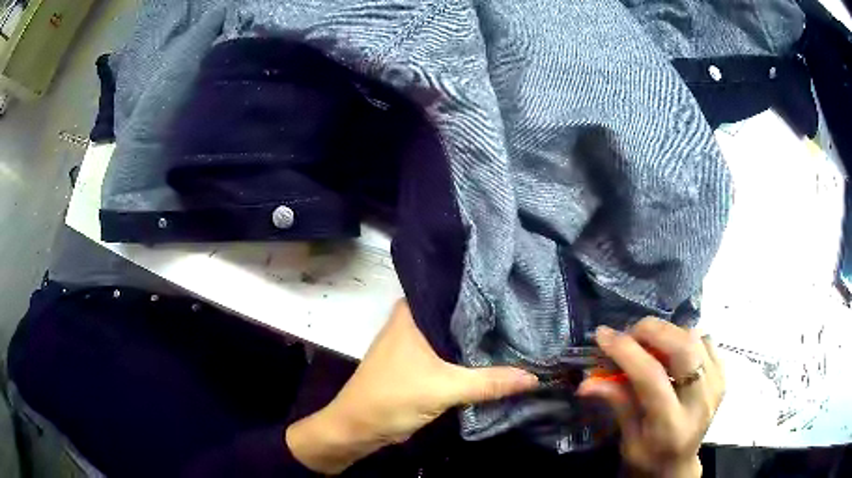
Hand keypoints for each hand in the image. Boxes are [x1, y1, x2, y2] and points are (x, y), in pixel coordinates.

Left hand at [286, 301, 538, 474]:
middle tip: (529, 314)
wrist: (359, 428)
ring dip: (481, 341)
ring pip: (456, 337)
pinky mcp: (420, 364)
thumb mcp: (444, 388)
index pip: (457, 292)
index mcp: (413, 311)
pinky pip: (452, 355)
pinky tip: (498, 357)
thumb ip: (490, 382)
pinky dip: (471, 359)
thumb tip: (535, 376)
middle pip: (459, 316)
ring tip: (522, 332)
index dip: (488, 292)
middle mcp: (414, 320)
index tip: (520, 291)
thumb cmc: (392, 398)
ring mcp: (417, 343)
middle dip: (490, 319)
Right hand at [578, 318, 724, 477]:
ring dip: (667, 333)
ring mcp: (716, 385)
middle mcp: (700, 401)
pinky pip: (705, 341)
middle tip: (628, 333)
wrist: (680, 465)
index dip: (626, 351)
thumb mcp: (628, 439)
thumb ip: (617, 404)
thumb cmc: (649, 457)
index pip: (651, 377)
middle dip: (651, 331)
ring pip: (694, 339)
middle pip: (682, 348)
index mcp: (671, 425)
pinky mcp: (723, 376)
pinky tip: (671, 351)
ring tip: (647, 343)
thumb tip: (587, 381)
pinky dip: (685, 337)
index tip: (603, 335)